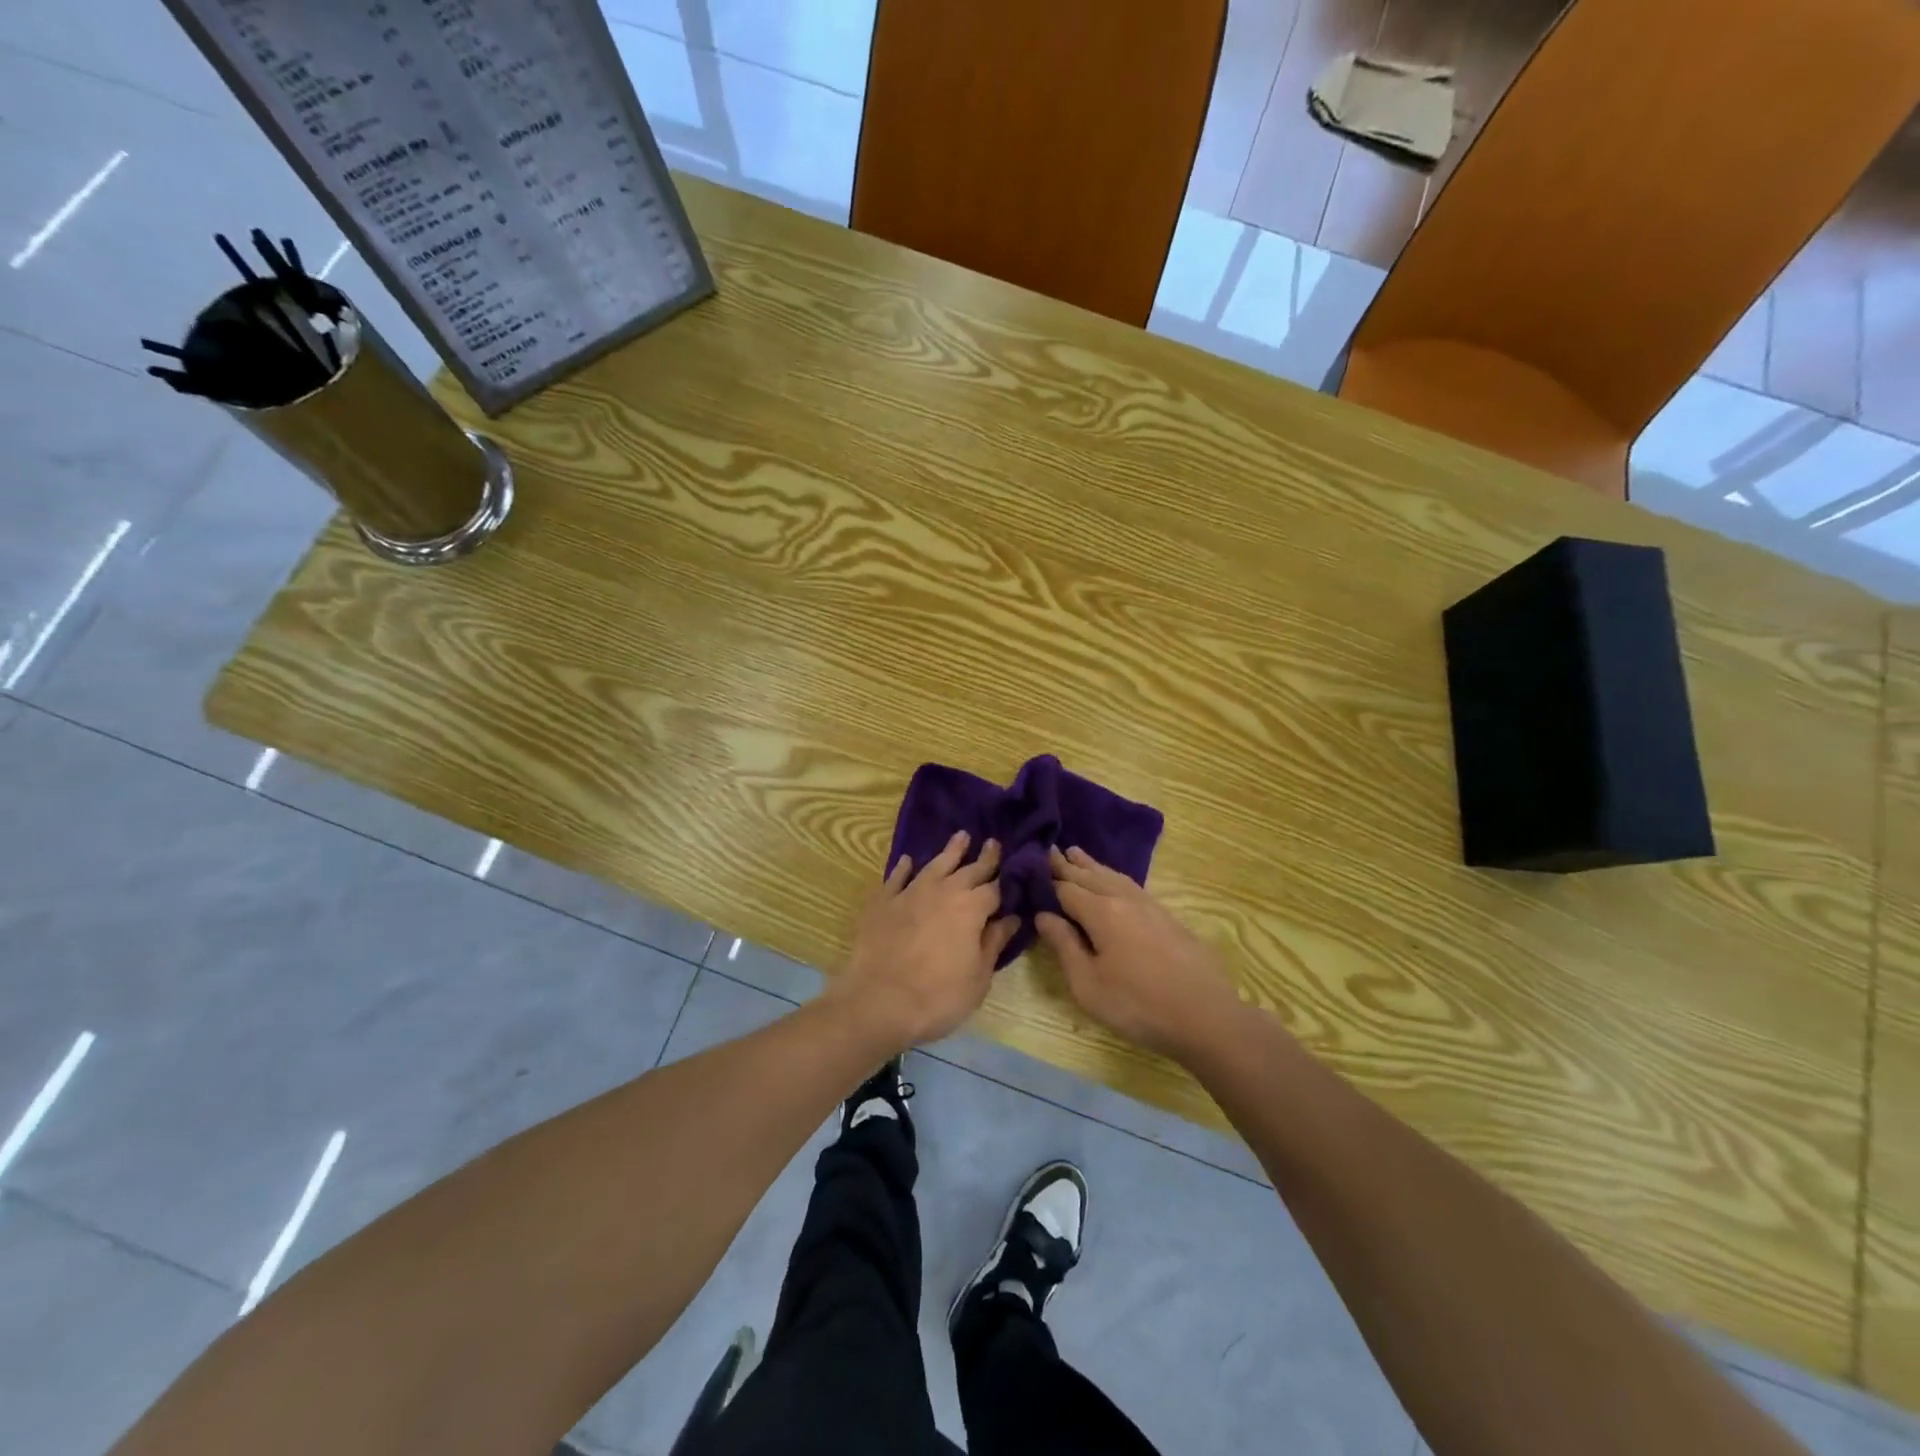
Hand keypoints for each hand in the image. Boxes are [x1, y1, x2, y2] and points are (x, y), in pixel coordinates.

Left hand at [832, 831, 1018, 1050]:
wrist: (879, 1001)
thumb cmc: (939, 995)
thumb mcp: (978, 977)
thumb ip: (994, 943)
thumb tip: (1011, 918)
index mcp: (971, 908)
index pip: (996, 888)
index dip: (1007, 880)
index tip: (1016, 869)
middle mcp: (943, 891)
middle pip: (969, 870)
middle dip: (984, 857)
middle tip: (993, 842)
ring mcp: (910, 893)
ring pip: (934, 865)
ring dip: (950, 851)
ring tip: (961, 836)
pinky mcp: (883, 902)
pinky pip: (897, 878)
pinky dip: (904, 868)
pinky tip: (907, 860)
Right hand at [1034, 846, 1244, 1061]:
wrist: (1206, 1016)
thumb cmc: (1138, 1005)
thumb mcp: (1088, 984)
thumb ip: (1064, 945)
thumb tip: (1043, 915)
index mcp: (1101, 912)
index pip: (1065, 888)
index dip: (1045, 879)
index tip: (1028, 865)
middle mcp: (1124, 899)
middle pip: (1089, 876)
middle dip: (1067, 865)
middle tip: (1048, 850)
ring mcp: (1149, 905)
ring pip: (1113, 876)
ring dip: (1092, 865)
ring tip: (1076, 853)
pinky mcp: (1167, 917)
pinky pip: (1131, 885)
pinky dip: (1114, 876)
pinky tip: (1114, 880)